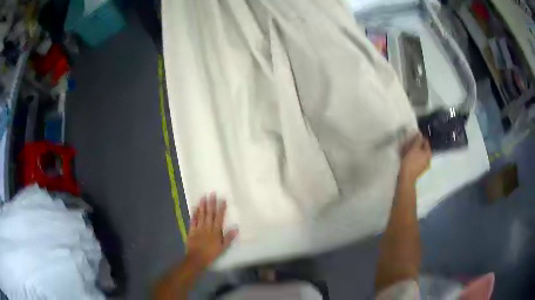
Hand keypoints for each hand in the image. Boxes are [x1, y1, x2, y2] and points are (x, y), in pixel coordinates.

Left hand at [186, 193, 237, 268]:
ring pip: (201, 215)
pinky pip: (193, 220)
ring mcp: (198, 228)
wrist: (196, 258)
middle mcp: (207, 227)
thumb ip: (229, 237)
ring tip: (204, 197)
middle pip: (210, 214)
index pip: (219, 218)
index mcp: (216, 231)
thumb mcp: (222, 248)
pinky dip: (194, 213)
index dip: (221, 208)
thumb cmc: (211, 254)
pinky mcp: (191, 230)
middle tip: (212, 193)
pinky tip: (195, 207)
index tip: (222, 199)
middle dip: (211, 203)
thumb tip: (236, 227)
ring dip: (202, 205)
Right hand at [399, 133, 431, 183]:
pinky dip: (413, 156)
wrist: (406, 177)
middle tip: (409, 143)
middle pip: (423, 148)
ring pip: (419, 154)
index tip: (412, 136)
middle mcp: (428, 159)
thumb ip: (418, 140)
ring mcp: (423, 165)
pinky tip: (407, 156)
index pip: (426, 142)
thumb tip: (420, 134)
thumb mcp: (414, 148)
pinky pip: (417, 159)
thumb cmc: (411, 162)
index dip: (419, 138)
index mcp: (428, 153)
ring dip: (414, 151)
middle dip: (416, 145)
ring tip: (407, 149)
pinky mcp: (418, 169)